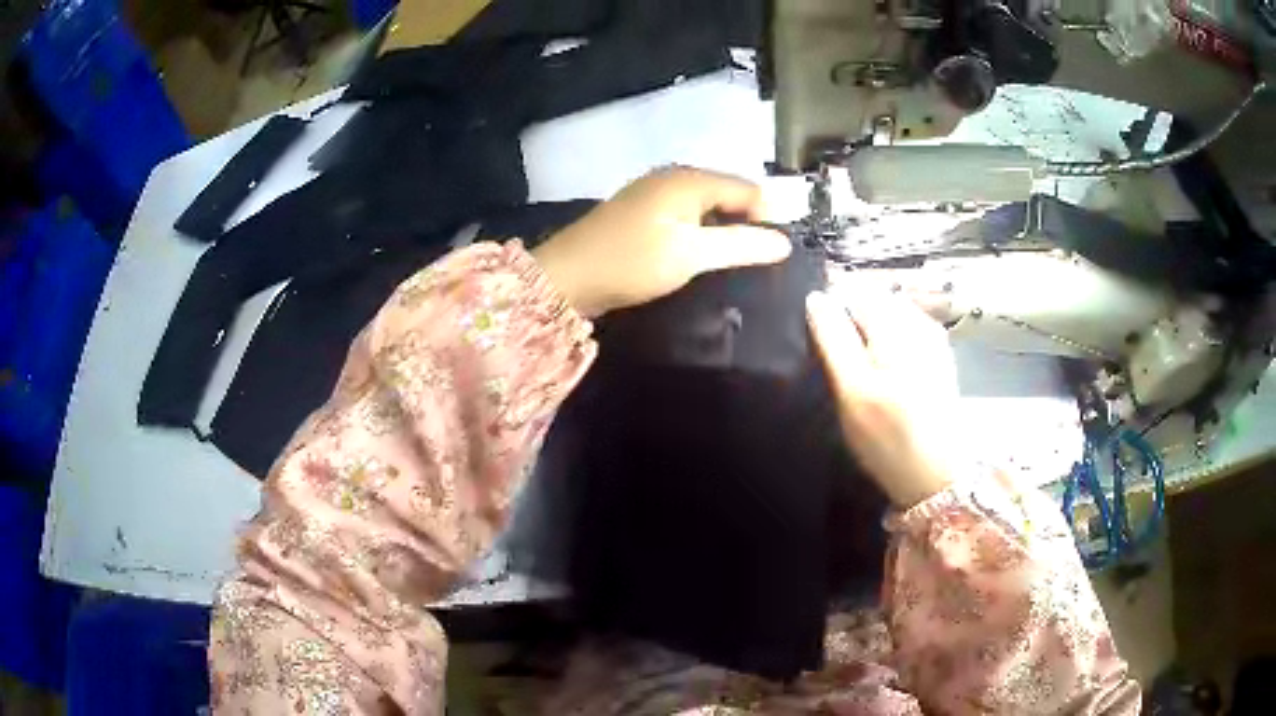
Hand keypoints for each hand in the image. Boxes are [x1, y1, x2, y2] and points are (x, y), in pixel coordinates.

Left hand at [531, 167, 791, 317]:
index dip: (770, 213)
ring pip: (706, 205)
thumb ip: (740, 245)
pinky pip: (686, 216)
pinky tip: (706, 253)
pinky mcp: (642, 213)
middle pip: (727, 193)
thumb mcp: (692, 254)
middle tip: (768, 254)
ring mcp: (654, 193)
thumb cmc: (632, 261)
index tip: (787, 245)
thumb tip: (785, 242)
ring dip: (725, 227)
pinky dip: (702, 231)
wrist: (566, 277)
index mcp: (689, 179)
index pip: (747, 188)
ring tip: (743, 256)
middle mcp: (673, 177)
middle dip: (749, 219)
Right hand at [806, 288, 964, 508]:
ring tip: (859, 373)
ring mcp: (932, 338)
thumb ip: (833, 339)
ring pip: (887, 316)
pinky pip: (902, 333)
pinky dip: (885, 345)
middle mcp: (918, 319)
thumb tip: (815, 296)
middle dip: (850, 321)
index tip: (820, 343)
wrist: (938, 477)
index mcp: (896, 322)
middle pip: (873, 299)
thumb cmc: (889, 438)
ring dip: (867, 334)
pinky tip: (882, 376)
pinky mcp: (938, 357)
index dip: (831, 309)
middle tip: (839, 364)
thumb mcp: (852, 390)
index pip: (853, 289)